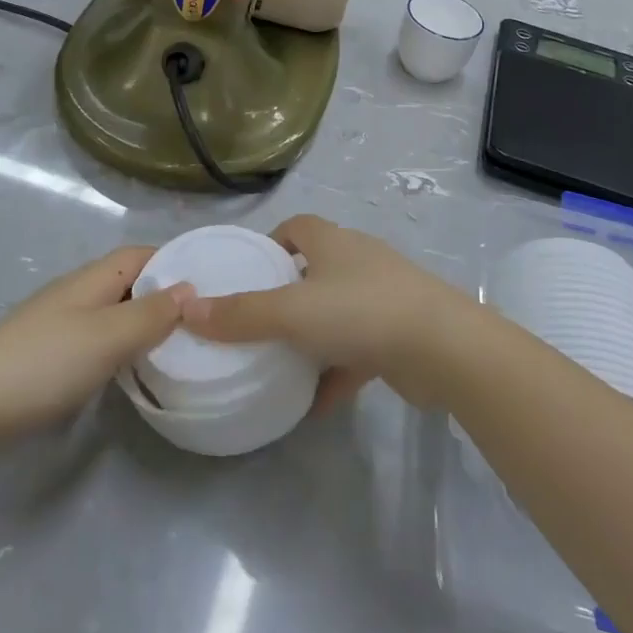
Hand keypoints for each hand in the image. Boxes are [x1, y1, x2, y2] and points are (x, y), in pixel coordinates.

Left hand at [0, 246, 193, 443]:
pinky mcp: (48, 351)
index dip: (173, 261)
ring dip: (141, 321)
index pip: (141, 254)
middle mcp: (77, 291)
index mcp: (93, 278)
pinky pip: (97, 335)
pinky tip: (129, 367)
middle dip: (162, 293)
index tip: (208, 282)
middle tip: (200, 320)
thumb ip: (151, 314)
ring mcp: (60, 321)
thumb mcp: (109, 337)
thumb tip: (190, 288)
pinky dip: (120, 344)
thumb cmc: (47, 362)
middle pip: (128, 280)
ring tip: (175, 345)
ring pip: (113, 310)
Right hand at [182, 215, 471, 411]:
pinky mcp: (398, 335)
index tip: (245, 275)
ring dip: (311, 336)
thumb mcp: (292, 312)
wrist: (445, 349)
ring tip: (278, 362)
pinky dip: (335, 373)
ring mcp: (382, 297)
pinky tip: (314, 404)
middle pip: (313, 270)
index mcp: (332, 242)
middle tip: (254, 323)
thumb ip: (240, 314)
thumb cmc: (362, 312)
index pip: (295, 228)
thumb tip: (186, 309)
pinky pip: (357, 350)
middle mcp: (357, 261)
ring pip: (335, 312)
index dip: (269, 246)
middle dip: (285, 294)